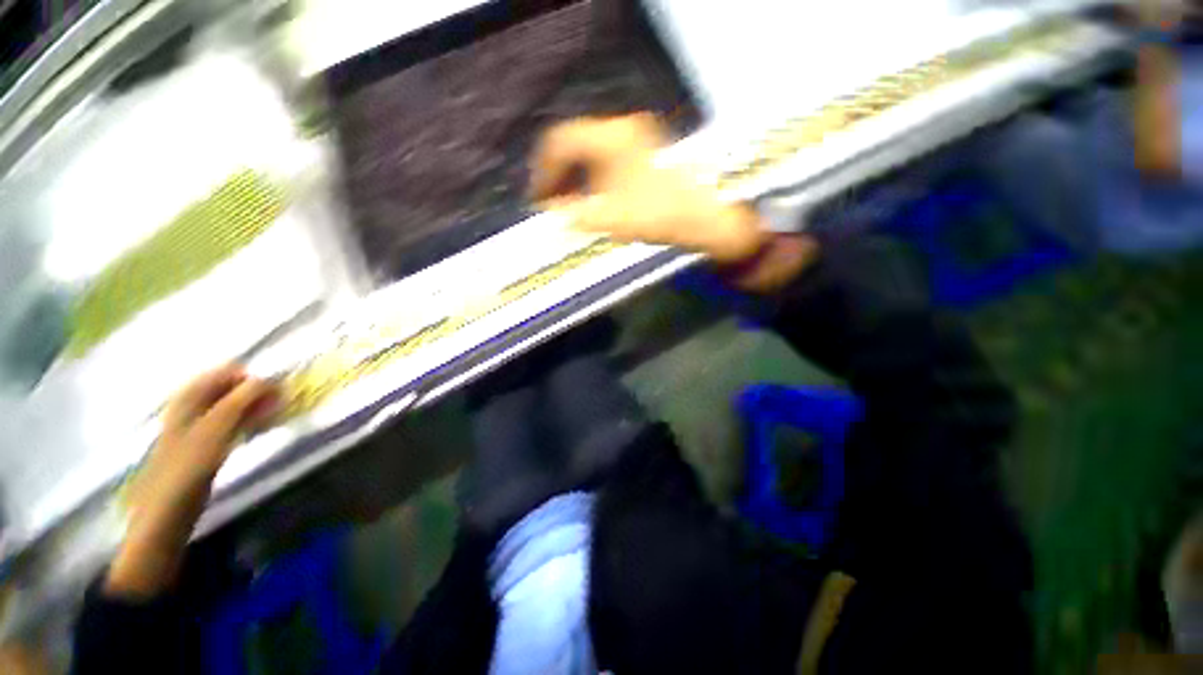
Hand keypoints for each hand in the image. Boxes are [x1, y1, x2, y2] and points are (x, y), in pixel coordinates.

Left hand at [105, 365, 277, 597]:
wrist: (167, 511)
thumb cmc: (188, 465)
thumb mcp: (217, 428)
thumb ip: (243, 399)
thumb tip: (272, 376)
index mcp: (190, 397)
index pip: (227, 371)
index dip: (254, 376)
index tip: (279, 389)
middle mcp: (193, 406)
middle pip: (231, 387)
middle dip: (259, 392)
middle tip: (282, 404)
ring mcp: (199, 426)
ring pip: (235, 405)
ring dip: (257, 407)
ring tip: (277, 416)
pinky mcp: (206, 444)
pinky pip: (234, 422)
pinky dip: (250, 421)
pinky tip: (262, 429)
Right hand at [531, 114, 818, 289]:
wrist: (707, 218)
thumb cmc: (659, 215)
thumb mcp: (610, 218)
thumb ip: (574, 215)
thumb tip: (552, 214)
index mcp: (611, 137)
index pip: (560, 142)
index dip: (544, 171)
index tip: (540, 200)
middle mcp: (622, 130)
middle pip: (575, 146)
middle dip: (560, 177)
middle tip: (554, 206)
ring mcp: (637, 140)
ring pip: (592, 154)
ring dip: (577, 180)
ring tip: (572, 209)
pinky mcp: (646, 154)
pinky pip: (608, 162)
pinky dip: (595, 181)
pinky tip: (595, 202)